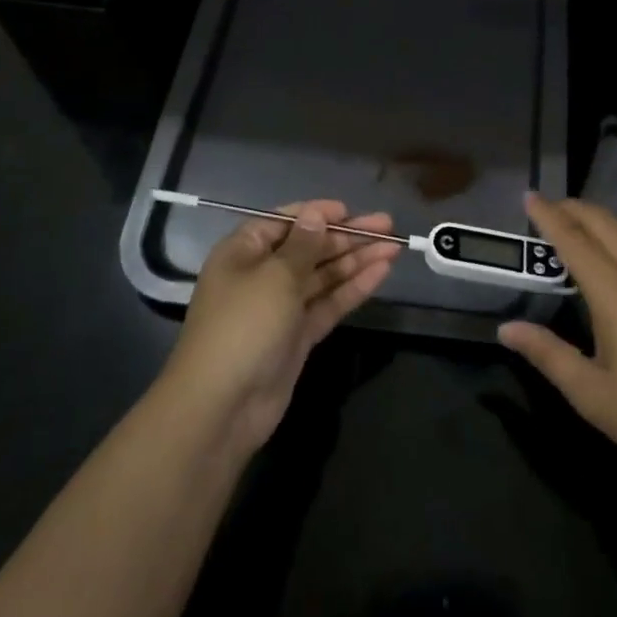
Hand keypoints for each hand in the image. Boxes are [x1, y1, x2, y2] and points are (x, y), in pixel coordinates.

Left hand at [162, 201, 397, 456]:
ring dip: (356, 260)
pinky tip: (380, 273)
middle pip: (309, 248)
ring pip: (323, 276)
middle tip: (387, 226)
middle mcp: (261, 275)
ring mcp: (281, 307)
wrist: (222, 406)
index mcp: (243, 252)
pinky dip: (352, 288)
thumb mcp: (274, 276)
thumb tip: (315, 214)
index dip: (317, 214)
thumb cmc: (243, 326)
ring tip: (394, 247)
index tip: (350, 210)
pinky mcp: (297, 336)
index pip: (284, 222)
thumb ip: (302, 245)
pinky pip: (328, 303)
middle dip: (347, 236)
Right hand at [498, 194, 616, 492]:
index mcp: (615, 293)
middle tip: (545, 205)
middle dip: (573, 208)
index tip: (528, 195)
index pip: (574, 241)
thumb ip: (548, 354)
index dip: (549, 217)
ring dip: (598, 217)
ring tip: (573, 219)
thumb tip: (506, 329)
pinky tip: (612, 248)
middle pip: (604, 224)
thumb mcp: (591, 393)